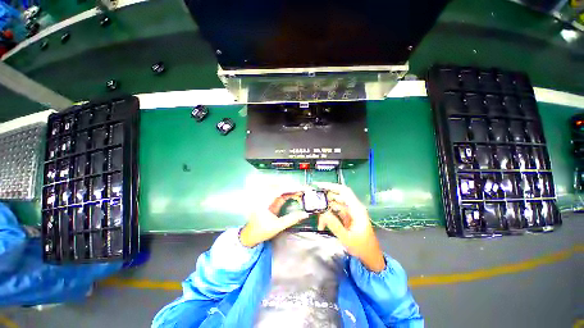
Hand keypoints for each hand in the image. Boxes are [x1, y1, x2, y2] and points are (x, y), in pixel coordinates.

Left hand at [239, 190, 308, 247]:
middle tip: (304, 188)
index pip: (279, 189)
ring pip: (279, 187)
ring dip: (290, 188)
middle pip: (280, 186)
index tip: (301, 188)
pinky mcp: (269, 200)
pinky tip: (295, 194)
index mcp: (264, 201)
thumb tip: (305, 214)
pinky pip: (279, 193)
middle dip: (292, 186)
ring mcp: (266, 197)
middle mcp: (264, 196)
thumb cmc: (262, 231)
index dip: (291, 187)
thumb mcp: (278, 226)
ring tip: (301, 190)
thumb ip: (291, 219)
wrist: (250, 235)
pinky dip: (288, 192)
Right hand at [315, 182, 385, 272]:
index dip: (332, 186)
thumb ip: (335, 225)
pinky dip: (328, 216)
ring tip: (317, 216)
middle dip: (326, 198)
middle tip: (314, 201)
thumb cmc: (362, 248)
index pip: (344, 191)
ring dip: (326, 209)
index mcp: (356, 209)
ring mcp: (350, 212)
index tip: (319, 186)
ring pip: (335, 204)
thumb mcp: (347, 238)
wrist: (370, 257)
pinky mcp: (347, 218)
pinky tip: (322, 224)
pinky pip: (335, 212)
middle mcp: (353, 207)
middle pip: (338, 196)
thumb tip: (323, 213)